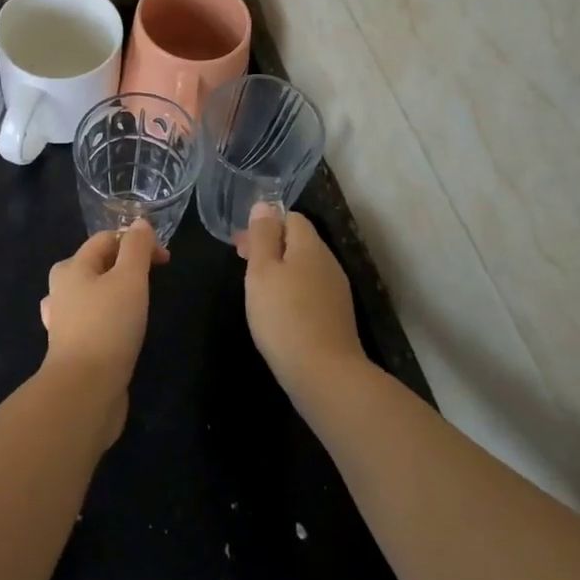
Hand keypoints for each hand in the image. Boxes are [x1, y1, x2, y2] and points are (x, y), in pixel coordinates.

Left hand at [39, 220, 167, 408]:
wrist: (84, 391)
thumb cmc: (108, 326)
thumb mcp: (130, 279)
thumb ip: (136, 248)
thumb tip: (140, 223)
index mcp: (71, 266)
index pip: (106, 238)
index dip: (137, 242)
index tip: (165, 260)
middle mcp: (61, 288)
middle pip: (97, 264)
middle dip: (125, 266)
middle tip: (152, 282)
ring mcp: (62, 320)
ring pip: (92, 293)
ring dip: (114, 292)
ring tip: (137, 305)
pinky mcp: (70, 347)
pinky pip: (91, 320)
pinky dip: (107, 318)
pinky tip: (117, 330)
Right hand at [238, 205, 366, 400]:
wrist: (325, 374)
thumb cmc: (284, 316)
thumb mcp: (262, 271)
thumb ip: (263, 236)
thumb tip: (264, 205)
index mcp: (310, 245)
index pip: (291, 217)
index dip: (265, 225)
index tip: (241, 246)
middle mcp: (328, 262)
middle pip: (298, 242)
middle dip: (270, 247)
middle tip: (243, 265)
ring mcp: (336, 290)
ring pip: (304, 267)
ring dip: (281, 270)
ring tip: (258, 290)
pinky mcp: (337, 316)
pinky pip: (311, 290)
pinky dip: (292, 291)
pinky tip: (279, 312)